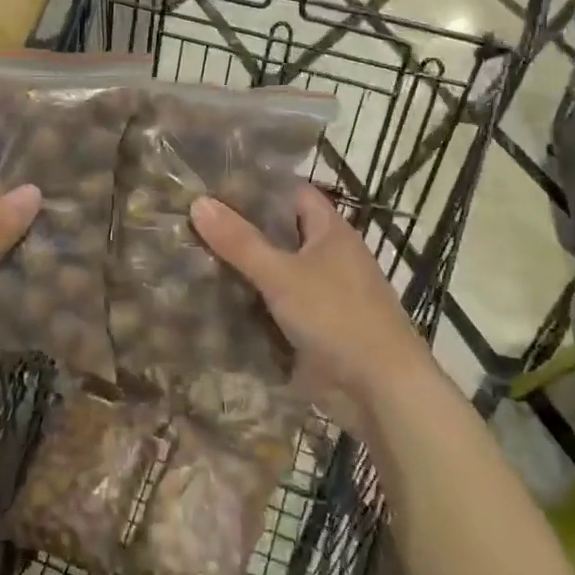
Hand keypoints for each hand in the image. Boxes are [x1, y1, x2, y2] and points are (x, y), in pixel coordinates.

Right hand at [191, 184, 440, 439]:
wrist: (382, 391)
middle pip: (280, 232)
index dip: (257, 186)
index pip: (291, 193)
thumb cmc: (337, 318)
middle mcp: (329, 256)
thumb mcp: (282, 275)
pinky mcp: (315, 327)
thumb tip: (198, 202)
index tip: (215, 183)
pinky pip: (276, 304)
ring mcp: (323, 293)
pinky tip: (215, 298)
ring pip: (276, 270)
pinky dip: (252, 302)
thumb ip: (240, 241)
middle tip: (193, 219)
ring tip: (192, 254)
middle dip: (241, 228)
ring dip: (244, 268)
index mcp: (331, 231)